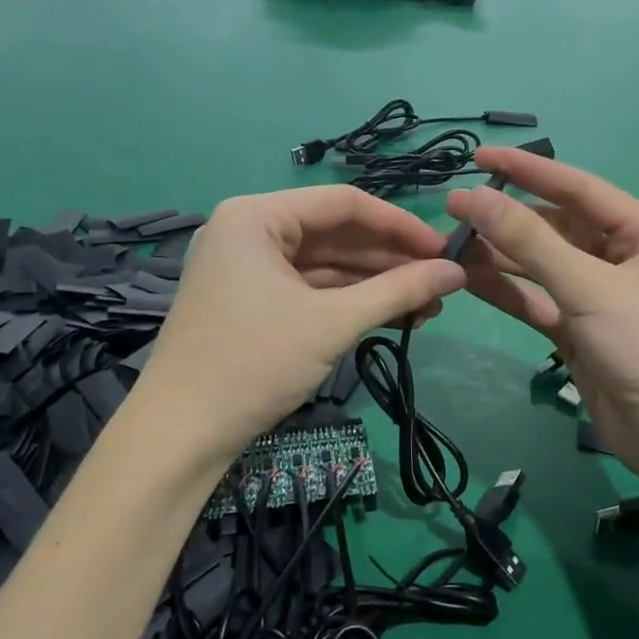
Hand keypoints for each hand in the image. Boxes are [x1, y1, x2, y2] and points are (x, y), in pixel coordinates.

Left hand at [137, 186, 465, 457]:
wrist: (181, 435)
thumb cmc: (254, 364)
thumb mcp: (332, 323)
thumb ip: (398, 291)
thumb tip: (458, 272)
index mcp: (256, 216)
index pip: (343, 203)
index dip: (400, 225)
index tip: (446, 250)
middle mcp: (248, 230)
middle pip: (334, 233)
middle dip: (390, 260)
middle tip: (442, 283)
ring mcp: (246, 267)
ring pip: (324, 264)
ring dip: (374, 284)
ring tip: (427, 306)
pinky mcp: (248, 299)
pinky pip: (307, 288)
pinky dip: (346, 301)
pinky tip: (390, 316)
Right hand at [447, 148, 638, 474]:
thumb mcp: (589, 287)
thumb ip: (530, 241)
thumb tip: (472, 197)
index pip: (578, 188)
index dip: (527, 170)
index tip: (479, 157)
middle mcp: (623, 257)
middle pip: (556, 227)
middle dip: (507, 219)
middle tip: (455, 210)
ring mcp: (599, 295)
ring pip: (541, 265)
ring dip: (500, 256)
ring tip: (451, 244)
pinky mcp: (578, 330)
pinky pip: (537, 299)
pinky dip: (506, 290)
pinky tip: (469, 279)